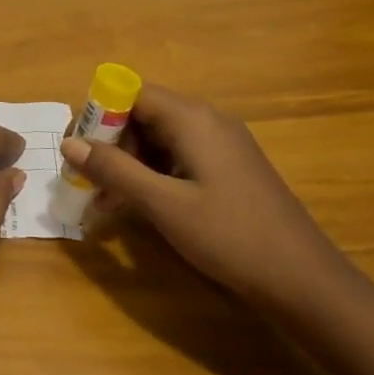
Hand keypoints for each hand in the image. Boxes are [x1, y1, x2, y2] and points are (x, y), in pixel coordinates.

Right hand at [57, 83, 339, 304]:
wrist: (304, 281)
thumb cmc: (229, 236)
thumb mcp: (162, 205)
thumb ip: (114, 170)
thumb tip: (68, 143)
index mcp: (192, 118)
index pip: (132, 93)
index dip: (99, 116)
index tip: (79, 151)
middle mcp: (208, 121)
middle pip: (144, 114)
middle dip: (112, 145)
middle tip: (92, 184)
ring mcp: (223, 145)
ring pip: (160, 139)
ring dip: (130, 165)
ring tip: (110, 204)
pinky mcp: (230, 169)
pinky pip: (179, 157)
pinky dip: (154, 175)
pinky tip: (143, 208)